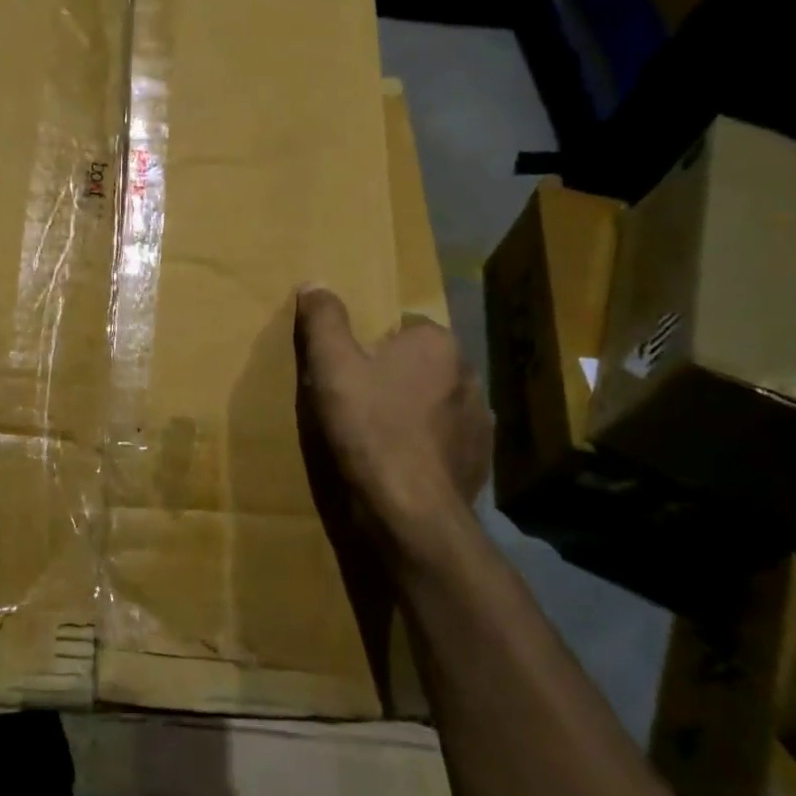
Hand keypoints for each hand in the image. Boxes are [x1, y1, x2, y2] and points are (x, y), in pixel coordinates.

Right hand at [295, 288, 491, 571]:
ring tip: (376, 435)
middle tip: (356, 398)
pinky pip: (445, 442)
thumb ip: (324, 320)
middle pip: (421, 365)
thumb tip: (315, 283)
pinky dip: (424, 447)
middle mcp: (468, 374)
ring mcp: (479, 422)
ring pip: (436, 404)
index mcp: (437, 344)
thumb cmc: (368, 427)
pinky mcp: (478, 462)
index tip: (348, 365)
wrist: (408, 512)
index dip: (373, 343)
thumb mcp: (331, 366)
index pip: (405, 326)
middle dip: (395, 376)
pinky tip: (398, 464)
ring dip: (413, 412)